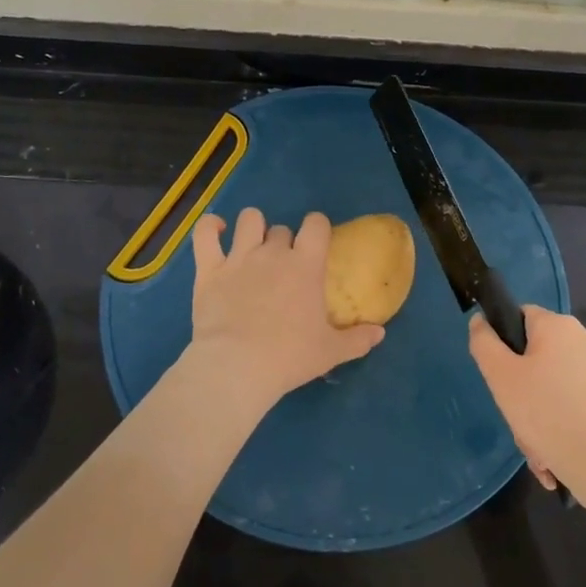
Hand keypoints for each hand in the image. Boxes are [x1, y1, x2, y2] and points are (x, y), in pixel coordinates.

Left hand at [189, 209, 384, 406]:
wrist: (237, 367)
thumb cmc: (289, 357)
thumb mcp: (331, 352)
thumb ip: (357, 339)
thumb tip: (380, 332)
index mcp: (306, 265)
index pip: (316, 224)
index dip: (317, 227)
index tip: (316, 242)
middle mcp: (273, 253)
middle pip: (282, 229)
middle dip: (285, 242)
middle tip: (283, 267)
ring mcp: (239, 257)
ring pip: (249, 220)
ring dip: (253, 228)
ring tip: (252, 244)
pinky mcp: (209, 269)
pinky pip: (205, 234)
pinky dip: (210, 227)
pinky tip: (216, 230)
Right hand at [469, 306, 585, 515]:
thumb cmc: (549, 414)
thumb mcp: (501, 376)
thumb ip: (484, 343)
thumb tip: (480, 321)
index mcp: (558, 326)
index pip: (519, 315)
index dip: (502, 341)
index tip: (498, 375)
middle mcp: (583, 341)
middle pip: (534, 356)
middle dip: (519, 391)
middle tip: (515, 418)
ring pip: (549, 387)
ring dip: (535, 417)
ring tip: (535, 449)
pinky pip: (569, 406)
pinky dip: (557, 427)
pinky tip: (551, 458)